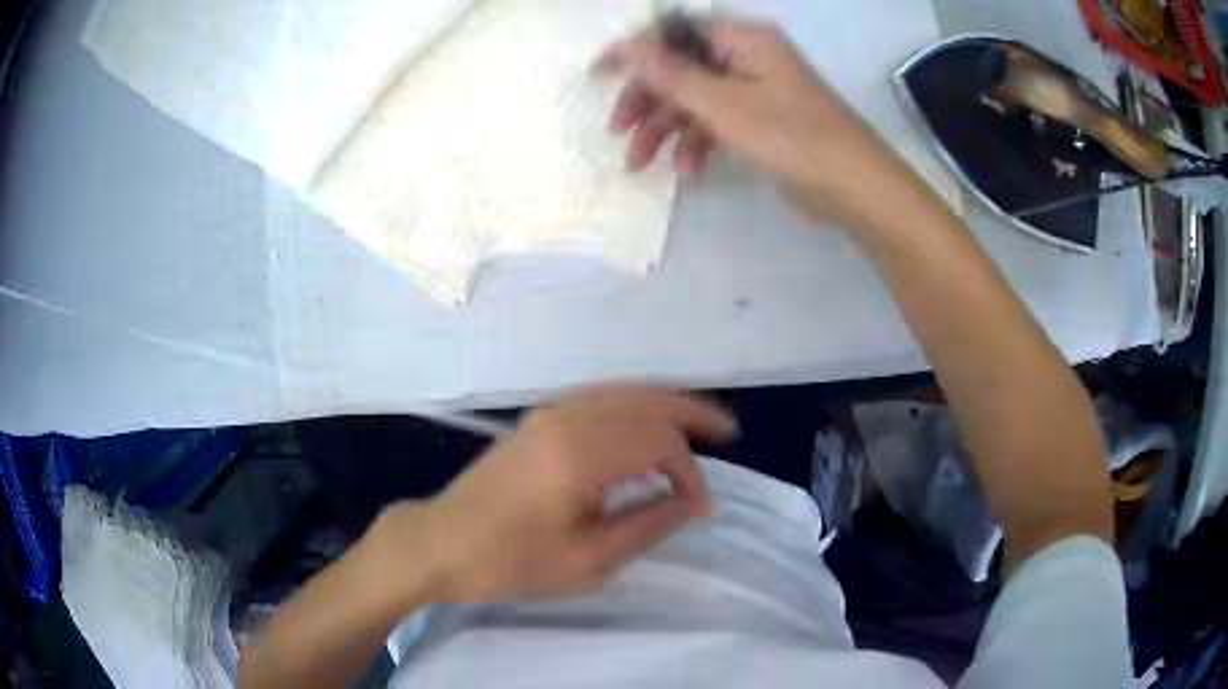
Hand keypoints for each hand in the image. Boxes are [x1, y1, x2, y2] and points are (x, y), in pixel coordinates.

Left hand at [370, 386, 737, 604]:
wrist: (440, 545)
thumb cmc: (510, 563)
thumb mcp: (587, 561)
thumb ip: (646, 525)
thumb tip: (689, 503)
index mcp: (579, 454)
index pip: (658, 443)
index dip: (689, 474)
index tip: (701, 507)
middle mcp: (567, 418)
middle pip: (646, 403)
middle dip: (690, 415)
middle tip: (728, 432)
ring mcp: (548, 413)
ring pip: (624, 392)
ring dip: (665, 405)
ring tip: (699, 423)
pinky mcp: (537, 420)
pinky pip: (600, 399)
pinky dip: (634, 406)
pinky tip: (648, 425)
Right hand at [594, 21, 928, 231]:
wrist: (854, 187)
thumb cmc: (791, 136)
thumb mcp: (723, 103)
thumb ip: (671, 74)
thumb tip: (630, 46)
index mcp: (742, 38)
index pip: (674, 32)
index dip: (633, 51)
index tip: (597, 74)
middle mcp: (747, 57)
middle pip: (681, 69)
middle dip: (647, 101)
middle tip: (618, 131)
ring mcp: (755, 91)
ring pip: (695, 100)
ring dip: (666, 129)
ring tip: (641, 163)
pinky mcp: (762, 123)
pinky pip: (717, 124)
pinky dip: (698, 144)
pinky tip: (687, 170)